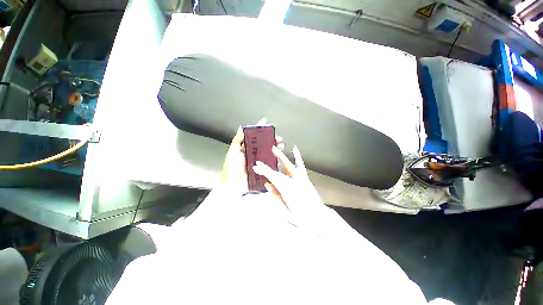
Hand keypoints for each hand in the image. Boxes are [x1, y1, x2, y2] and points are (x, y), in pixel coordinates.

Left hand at [220, 118, 282, 193]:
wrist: (232, 185)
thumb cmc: (230, 169)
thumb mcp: (232, 152)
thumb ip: (237, 140)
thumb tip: (241, 128)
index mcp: (245, 148)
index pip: (253, 135)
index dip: (259, 128)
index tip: (265, 121)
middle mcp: (252, 153)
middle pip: (263, 143)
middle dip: (272, 139)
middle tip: (278, 138)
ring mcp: (257, 161)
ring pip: (268, 152)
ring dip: (275, 148)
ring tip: (281, 146)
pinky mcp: (261, 168)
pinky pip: (269, 162)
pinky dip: (275, 159)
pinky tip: (279, 157)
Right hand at [253, 145, 326, 217]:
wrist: (319, 218)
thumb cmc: (302, 218)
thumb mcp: (284, 211)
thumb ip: (274, 197)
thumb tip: (268, 185)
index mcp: (287, 190)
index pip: (272, 177)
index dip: (263, 171)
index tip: (256, 167)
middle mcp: (294, 182)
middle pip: (277, 172)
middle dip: (267, 167)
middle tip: (259, 163)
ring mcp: (301, 179)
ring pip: (287, 165)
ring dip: (280, 157)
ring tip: (274, 149)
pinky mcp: (305, 178)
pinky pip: (300, 165)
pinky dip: (298, 157)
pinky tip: (295, 149)